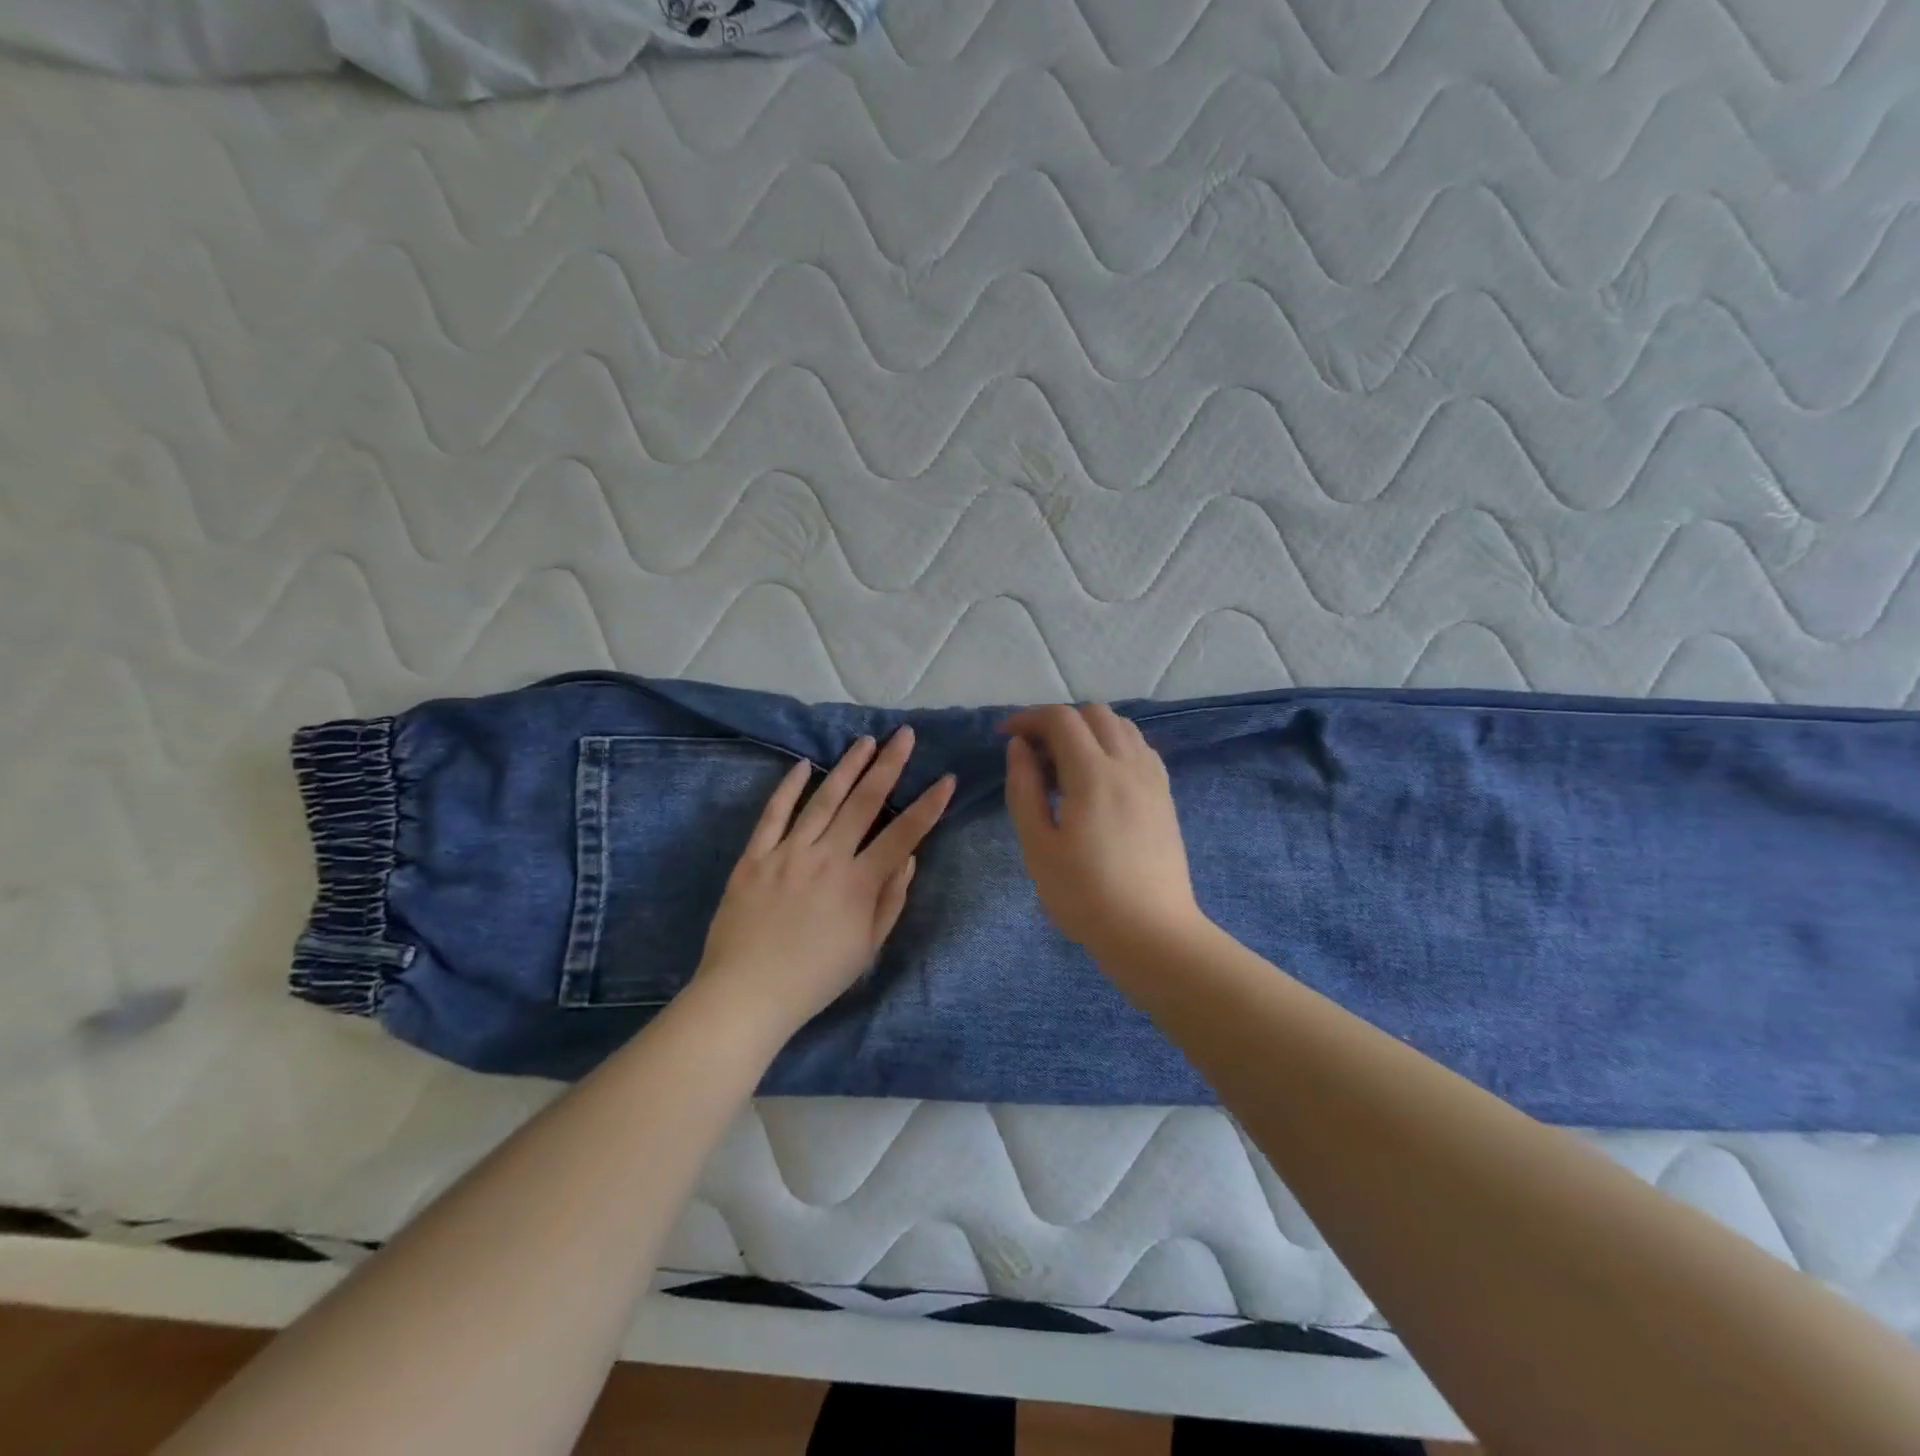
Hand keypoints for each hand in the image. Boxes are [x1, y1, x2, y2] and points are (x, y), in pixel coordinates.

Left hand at [694, 727, 954, 1038]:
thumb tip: (909, 858)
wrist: (747, 994)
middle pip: (864, 803)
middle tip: (904, 735)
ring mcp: (787, 854)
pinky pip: (773, 815)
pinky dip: (788, 788)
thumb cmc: (815, 977)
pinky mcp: (754, 857)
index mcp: (858, 883)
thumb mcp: (867, 948)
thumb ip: (891, 900)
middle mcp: (826, 859)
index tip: (946, 779)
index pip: (903, 835)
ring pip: (823, 800)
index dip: (928, 806)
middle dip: (889, 766)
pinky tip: (804, 766)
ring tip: (865, 742)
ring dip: (847, 768)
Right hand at [1002, 704, 1205, 958]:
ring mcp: (1153, 779)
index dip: (1028, 718)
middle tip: (1034, 755)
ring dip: (1088, 731)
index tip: (1006, 737)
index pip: (1061, 720)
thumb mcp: (1038, 846)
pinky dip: (1114, 746)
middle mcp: (1128, 765)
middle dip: (1058, 722)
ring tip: (1065, 766)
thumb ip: (1024, 788)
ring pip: (1122, 726)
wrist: (1151, 933)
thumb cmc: (1084, 895)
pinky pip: (1139, 749)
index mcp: (1093, 775)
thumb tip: (1019, 747)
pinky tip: (1098, 779)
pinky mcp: (1165, 796)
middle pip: (1094, 713)